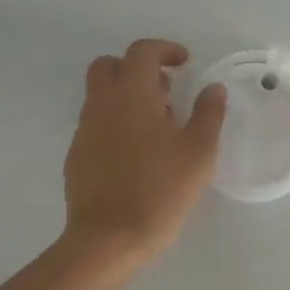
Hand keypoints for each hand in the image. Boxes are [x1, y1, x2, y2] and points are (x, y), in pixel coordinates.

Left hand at [61, 39, 225, 266]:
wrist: (108, 240)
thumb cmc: (160, 189)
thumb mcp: (199, 151)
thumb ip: (208, 113)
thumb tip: (212, 89)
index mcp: (132, 94)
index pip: (142, 52)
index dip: (165, 49)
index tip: (185, 63)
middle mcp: (102, 104)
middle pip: (109, 65)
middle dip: (136, 68)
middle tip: (165, 89)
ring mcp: (84, 131)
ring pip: (100, 96)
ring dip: (126, 96)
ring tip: (157, 125)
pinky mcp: (77, 157)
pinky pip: (96, 124)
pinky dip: (116, 123)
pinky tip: (138, 154)